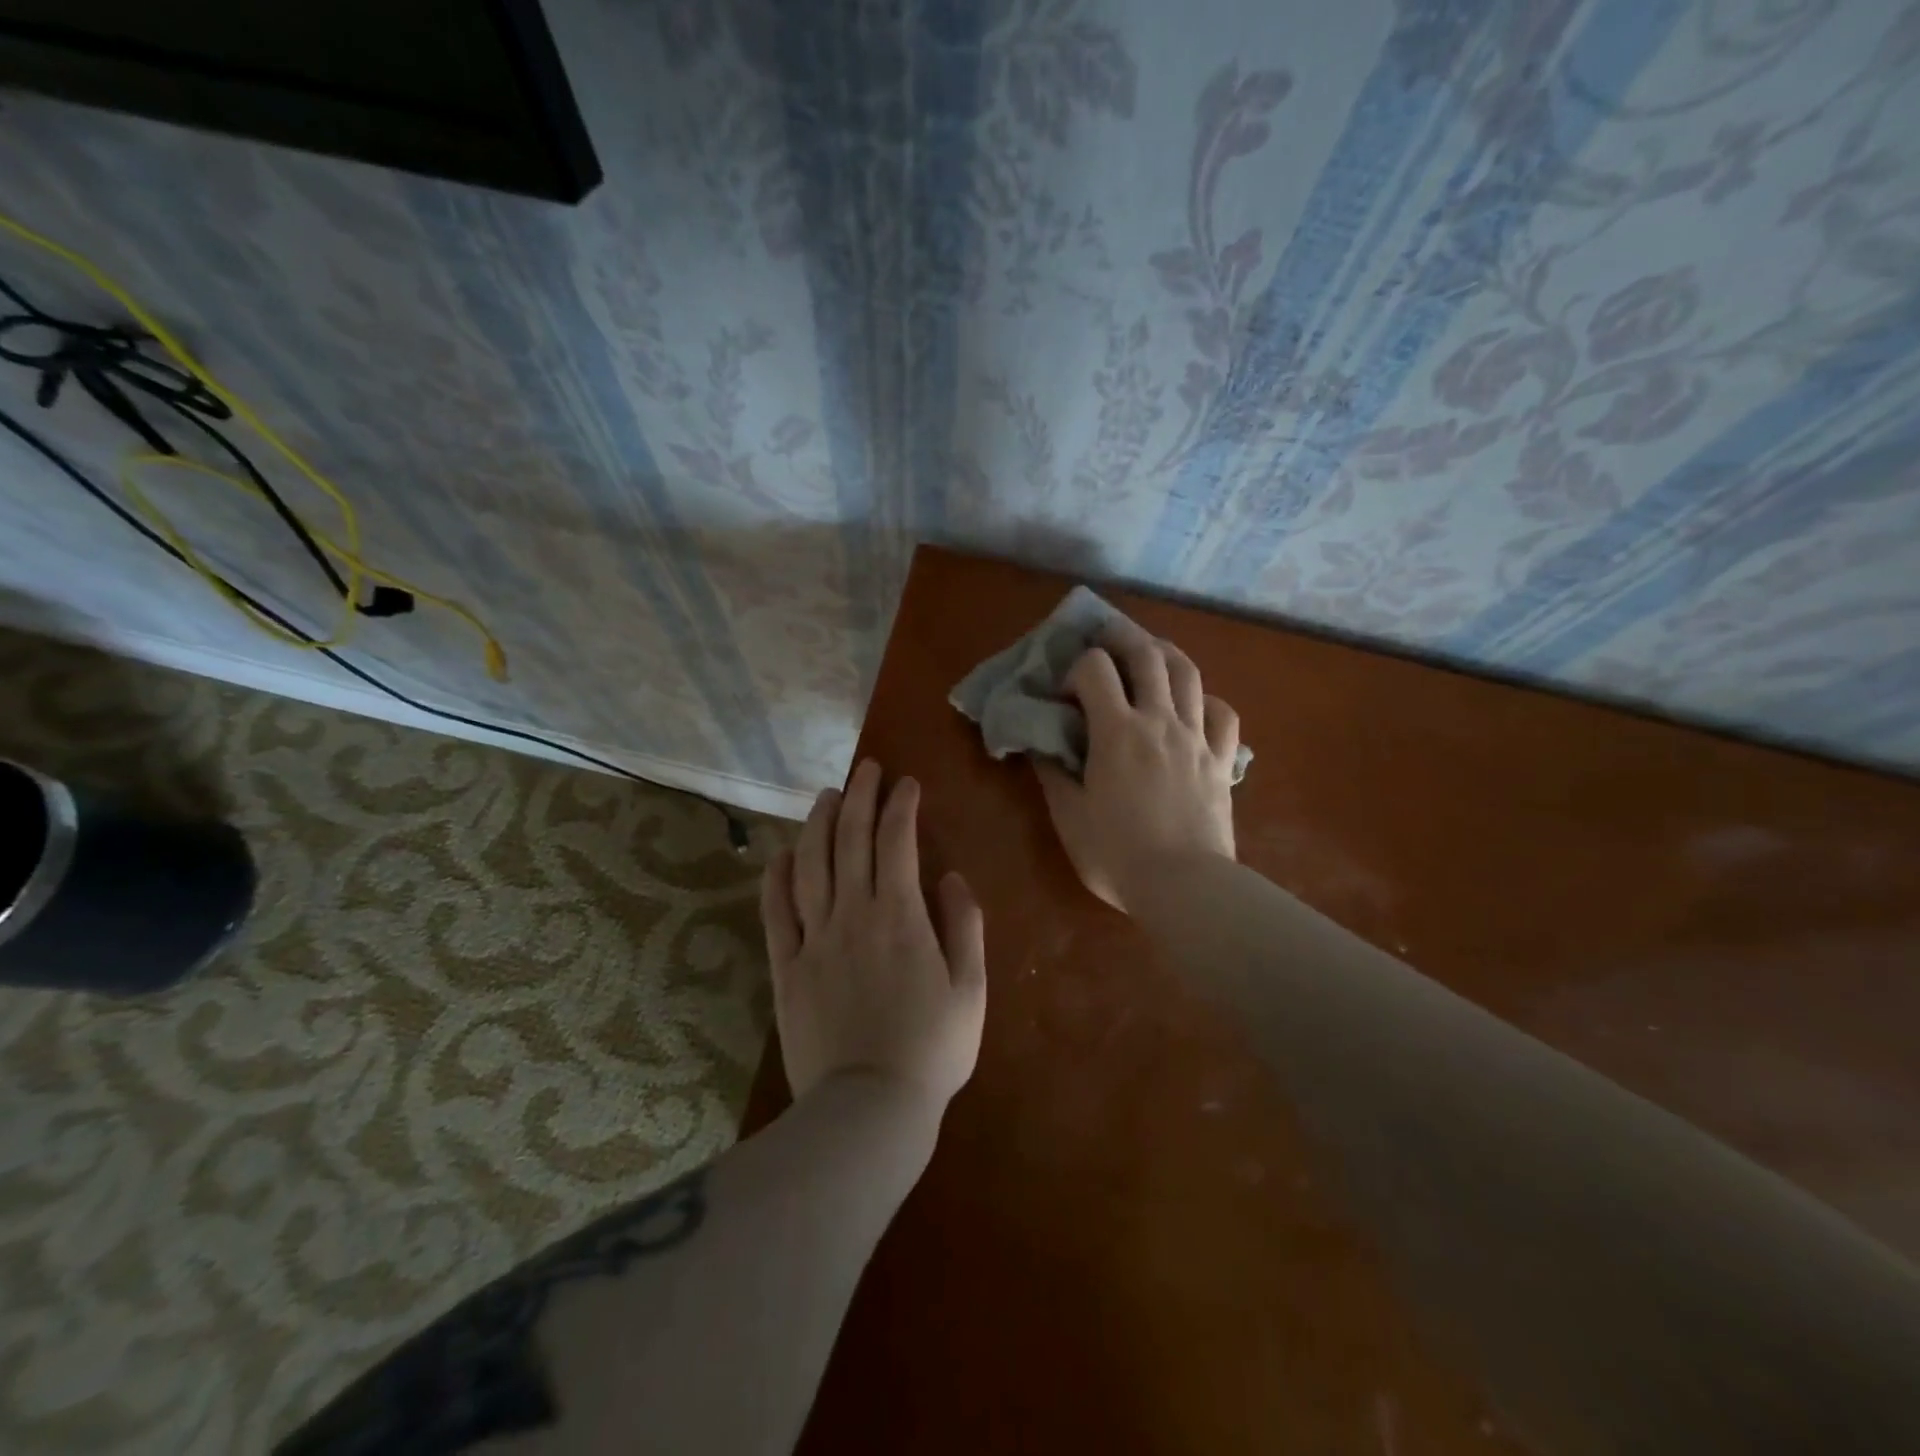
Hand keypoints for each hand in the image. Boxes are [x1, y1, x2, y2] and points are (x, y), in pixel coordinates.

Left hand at [761, 759, 986, 1110]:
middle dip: (859, 797)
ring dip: (818, 824)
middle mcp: (853, 915)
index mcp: (900, 916)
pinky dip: (777, 878)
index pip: (897, 842)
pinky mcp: (787, 967)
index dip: (900, 806)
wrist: (869, 1107)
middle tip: (865, 770)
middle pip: (850, 840)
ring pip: (810, 865)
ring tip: (825, 796)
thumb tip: (950, 877)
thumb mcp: (970, 989)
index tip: (906, 784)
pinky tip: (781, 854)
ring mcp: (814, 939)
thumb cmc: (932, 1050)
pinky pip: (776, 913)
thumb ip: (964, 926)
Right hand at [1034, 621, 1238, 912]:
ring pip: (1188, 673)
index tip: (1065, 694)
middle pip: (1147, 654)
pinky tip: (1193, 706)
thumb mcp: (1068, 816)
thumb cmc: (1117, 854)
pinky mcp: (1222, 760)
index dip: (1076, 668)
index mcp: (1117, 731)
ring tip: (1149, 654)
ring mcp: (1196, 737)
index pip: (1095, 668)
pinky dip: (1205, 700)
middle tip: (1106, 640)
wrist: (1185, 887)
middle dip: (1122, 638)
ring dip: (1165, 653)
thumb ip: (1051, 773)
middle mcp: (1159, 721)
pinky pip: (1222, 714)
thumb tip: (1039, 744)